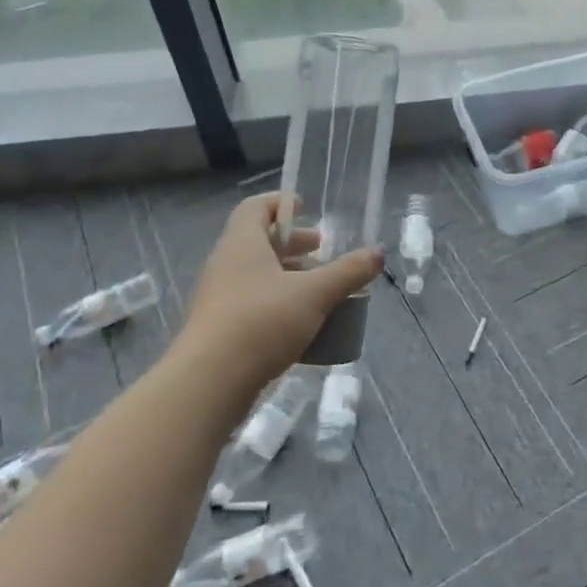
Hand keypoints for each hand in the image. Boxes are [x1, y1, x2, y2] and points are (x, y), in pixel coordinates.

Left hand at [181, 192, 383, 392]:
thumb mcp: (314, 294)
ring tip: (319, 289)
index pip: (256, 207)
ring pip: (256, 275)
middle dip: (292, 244)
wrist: (208, 384)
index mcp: (242, 243)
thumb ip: (348, 272)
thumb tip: (377, 253)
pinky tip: (302, 324)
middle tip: (321, 250)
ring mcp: (219, 298)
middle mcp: (225, 264)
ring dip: (287, 276)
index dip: (280, 203)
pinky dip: (278, 304)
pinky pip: (252, 304)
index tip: (305, 207)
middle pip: (259, 241)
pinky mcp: (219, 329)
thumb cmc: (261, 322)